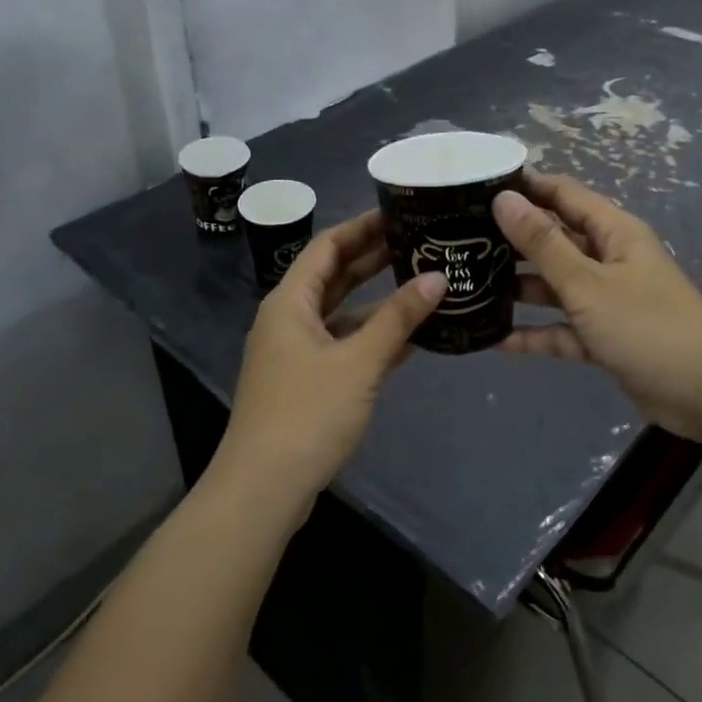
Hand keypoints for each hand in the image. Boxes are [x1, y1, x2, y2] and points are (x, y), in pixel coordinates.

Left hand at [219, 209, 445, 501]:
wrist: (264, 488)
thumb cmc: (307, 413)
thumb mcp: (359, 361)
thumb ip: (399, 318)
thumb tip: (438, 277)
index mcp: (290, 302)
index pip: (327, 246)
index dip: (362, 226)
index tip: (399, 212)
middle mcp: (289, 319)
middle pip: (334, 276)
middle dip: (373, 258)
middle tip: (418, 240)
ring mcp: (297, 353)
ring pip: (342, 312)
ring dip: (377, 299)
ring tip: (422, 280)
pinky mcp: (308, 382)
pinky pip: (344, 344)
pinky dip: (373, 336)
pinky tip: (411, 334)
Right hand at [494, 173, 701, 445]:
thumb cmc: (646, 326)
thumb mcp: (587, 282)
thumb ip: (543, 243)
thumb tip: (504, 199)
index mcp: (613, 232)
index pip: (563, 194)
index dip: (526, 186)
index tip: (479, 187)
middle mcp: (610, 259)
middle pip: (556, 240)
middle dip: (514, 240)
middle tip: (463, 240)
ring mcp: (608, 300)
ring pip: (557, 286)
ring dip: (521, 288)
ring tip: (471, 286)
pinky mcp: (606, 337)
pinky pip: (564, 329)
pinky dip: (538, 333)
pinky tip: (498, 341)